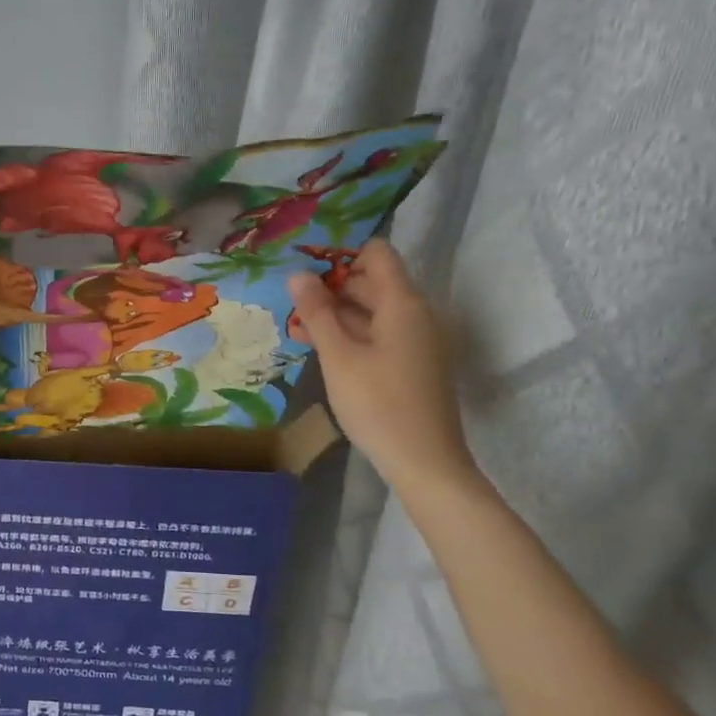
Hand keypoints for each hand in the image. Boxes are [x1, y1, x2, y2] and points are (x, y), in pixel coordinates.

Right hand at [288, 239, 475, 493]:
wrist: (424, 461)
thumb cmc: (378, 403)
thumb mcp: (338, 356)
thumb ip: (317, 312)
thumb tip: (297, 274)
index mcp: (403, 303)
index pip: (377, 253)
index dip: (341, 254)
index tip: (305, 269)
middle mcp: (417, 313)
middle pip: (373, 282)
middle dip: (332, 287)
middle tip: (291, 302)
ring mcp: (418, 339)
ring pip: (373, 310)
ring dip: (337, 313)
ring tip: (298, 327)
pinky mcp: (414, 362)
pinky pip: (380, 333)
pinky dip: (352, 334)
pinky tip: (322, 349)